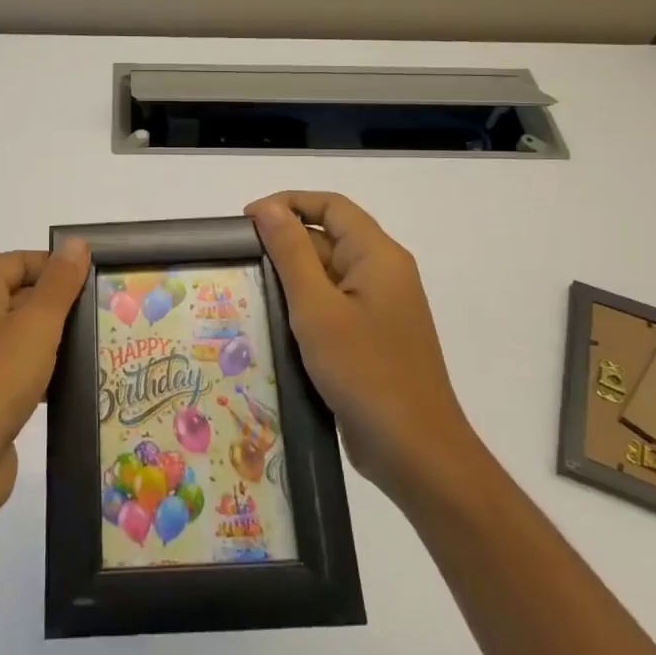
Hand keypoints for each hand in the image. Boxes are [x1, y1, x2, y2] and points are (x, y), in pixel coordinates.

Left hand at [0, 239, 91, 524]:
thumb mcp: (36, 326)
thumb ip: (60, 283)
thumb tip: (76, 243)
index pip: (17, 261)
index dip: (57, 269)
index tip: (96, 286)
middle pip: (14, 295)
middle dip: (56, 307)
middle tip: (101, 319)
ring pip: (12, 334)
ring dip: (49, 343)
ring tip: (93, 350)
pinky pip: (5, 368)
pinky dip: (33, 372)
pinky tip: (66, 385)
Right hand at [246, 192, 477, 501]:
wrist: (416, 452)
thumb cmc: (365, 371)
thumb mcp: (317, 308)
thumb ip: (291, 253)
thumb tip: (267, 208)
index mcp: (378, 255)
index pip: (331, 205)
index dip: (288, 203)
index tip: (246, 221)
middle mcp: (383, 274)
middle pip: (329, 238)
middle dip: (284, 244)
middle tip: (239, 262)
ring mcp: (380, 309)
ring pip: (328, 276)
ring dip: (290, 279)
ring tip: (247, 291)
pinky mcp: (372, 339)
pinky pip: (333, 307)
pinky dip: (304, 309)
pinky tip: (273, 326)